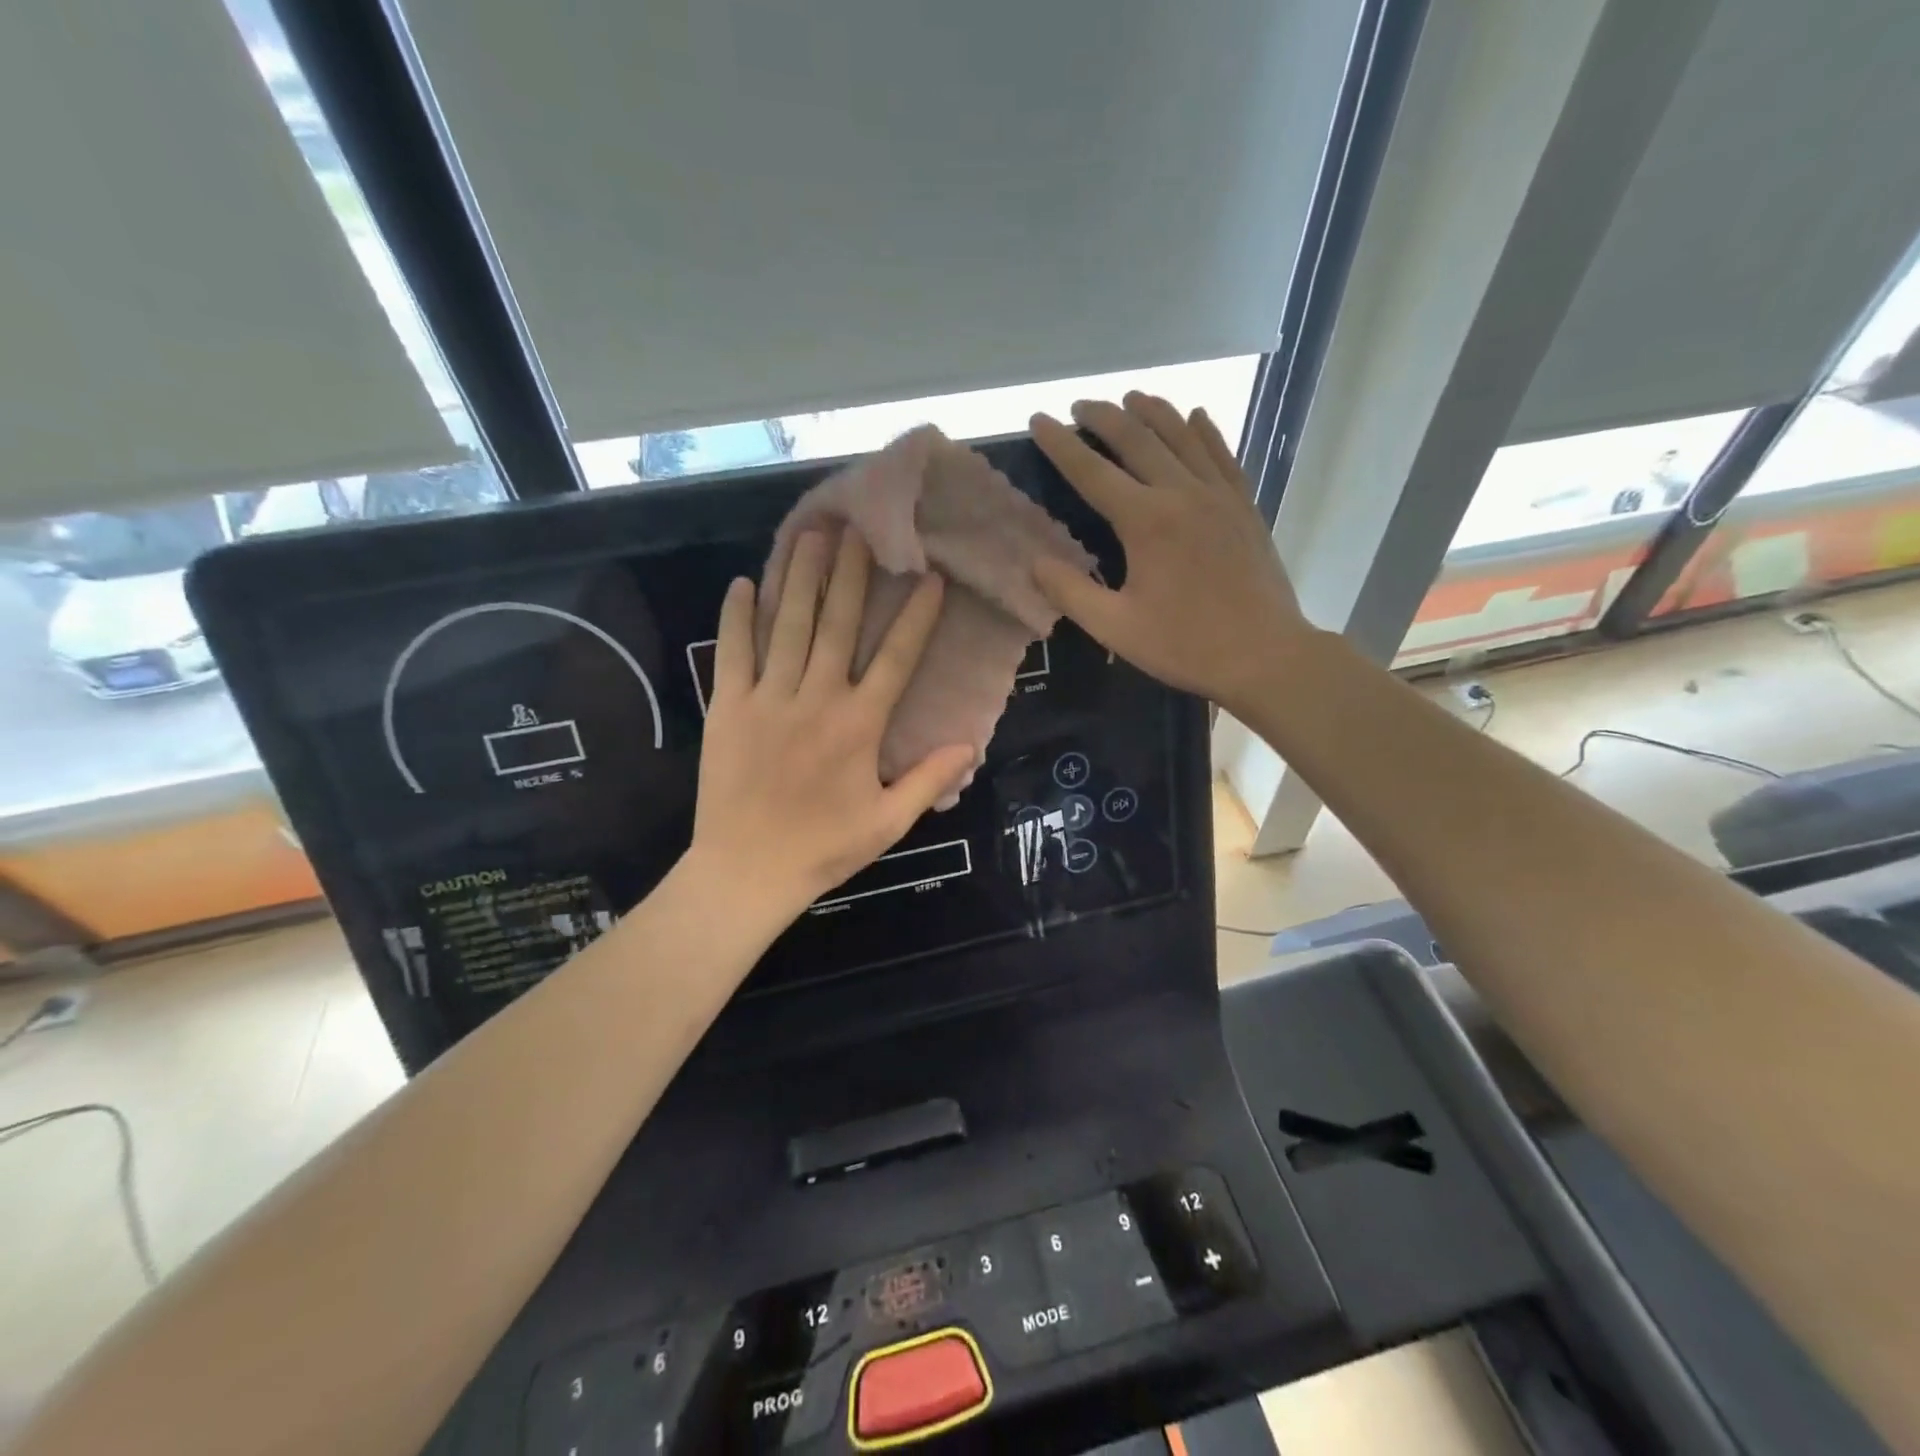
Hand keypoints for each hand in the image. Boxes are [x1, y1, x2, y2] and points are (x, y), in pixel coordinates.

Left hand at [690, 529, 975, 920]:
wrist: (746, 872)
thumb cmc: (823, 848)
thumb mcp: (888, 823)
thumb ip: (929, 779)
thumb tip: (970, 743)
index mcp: (859, 725)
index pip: (896, 657)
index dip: (915, 616)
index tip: (930, 578)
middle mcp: (816, 699)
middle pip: (837, 624)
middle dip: (852, 574)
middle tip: (860, 529)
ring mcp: (767, 699)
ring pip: (787, 626)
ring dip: (800, 578)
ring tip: (812, 536)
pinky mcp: (726, 708)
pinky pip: (732, 653)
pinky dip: (737, 617)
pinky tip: (742, 583)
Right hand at [1029, 394, 1310, 714]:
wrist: (1265, 655)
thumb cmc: (1185, 645)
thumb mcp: (1115, 627)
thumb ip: (1070, 592)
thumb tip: (1034, 562)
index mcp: (1146, 521)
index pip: (1092, 471)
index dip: (1061, 444)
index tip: (1038, 420)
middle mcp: (1182, 494)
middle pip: (1138, 440)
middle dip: (1104, 417)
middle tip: (1080, 405)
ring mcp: (1220, 496)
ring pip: (1183, 436)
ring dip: (1153, 412)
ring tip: (1131, 398)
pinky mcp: (1245, 506)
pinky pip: (1222, 455)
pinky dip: (1205, 431)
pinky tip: (1196, 417)